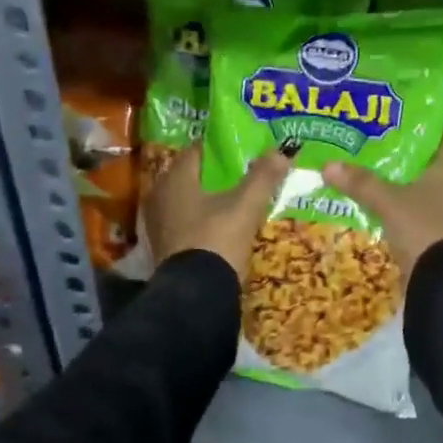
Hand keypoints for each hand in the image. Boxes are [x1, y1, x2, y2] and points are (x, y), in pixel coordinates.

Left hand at [143, 145, 290, 280]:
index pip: (198, 150)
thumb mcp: (246, 206)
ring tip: (237, 199)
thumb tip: (282, 151)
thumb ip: (263, 176)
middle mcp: (160, 195)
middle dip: (216, 174)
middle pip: (192, 175)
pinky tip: (222, 224)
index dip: (221, 148)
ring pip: (188, 199)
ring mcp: (159, 222)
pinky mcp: (164, 245)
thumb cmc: (218, 239)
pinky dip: (202, 218)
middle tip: (244, 173)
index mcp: (175, 178)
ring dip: (209, 197)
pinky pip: (185, 220)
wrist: (196, 295)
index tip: (243, 149)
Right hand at [323, 129, 442, 277]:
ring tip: (373, 168)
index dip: (414, 122)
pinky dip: (412, 198)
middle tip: (373, 141)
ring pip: (431, 180)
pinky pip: (432, 202)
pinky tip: (387, 198)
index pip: (440, 128)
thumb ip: (361, 182)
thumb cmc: (426, 227)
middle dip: (405, 151)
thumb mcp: (389, 203)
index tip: (387, 119)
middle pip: (432, 154)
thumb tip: (327, 165)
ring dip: (407, 177)